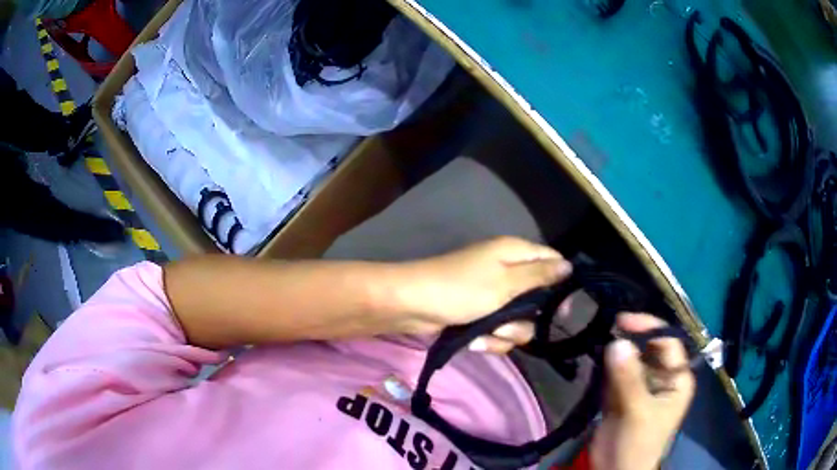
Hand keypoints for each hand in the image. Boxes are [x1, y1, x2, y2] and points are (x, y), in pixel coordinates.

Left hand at [394, 237, 571, 351]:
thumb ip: (539, 275)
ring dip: (506, 333)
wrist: (412, 306)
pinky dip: (489, 340)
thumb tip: (569, 266)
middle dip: (526, 317)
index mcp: (514, 254)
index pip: (551, 261)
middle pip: (537, 299)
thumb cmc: (460, 289)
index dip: (560, 283)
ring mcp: (493, 297)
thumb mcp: (505, 282)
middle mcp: (507, 273)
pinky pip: (498, 333)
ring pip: (518, 322)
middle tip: (513, 323)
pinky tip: (474, 342)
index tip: (563, 308)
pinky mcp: (479, 317)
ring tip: (487, 332)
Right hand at [590, 313, 695, 469]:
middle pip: (648, 348)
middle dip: (630, 339)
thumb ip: (629, 378)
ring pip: (630, 359)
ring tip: (599, 341)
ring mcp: (640, 386)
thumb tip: (617, 342)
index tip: (623, 321)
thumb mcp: (637, 411)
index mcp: (676, 378)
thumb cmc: (638, 444)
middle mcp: (661, 377)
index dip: (649, 328)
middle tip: (608, 328)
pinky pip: (615, 373)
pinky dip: (605, 367)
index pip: (668, 342)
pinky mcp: (621, 395)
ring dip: (616, 352)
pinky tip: (596, 359)